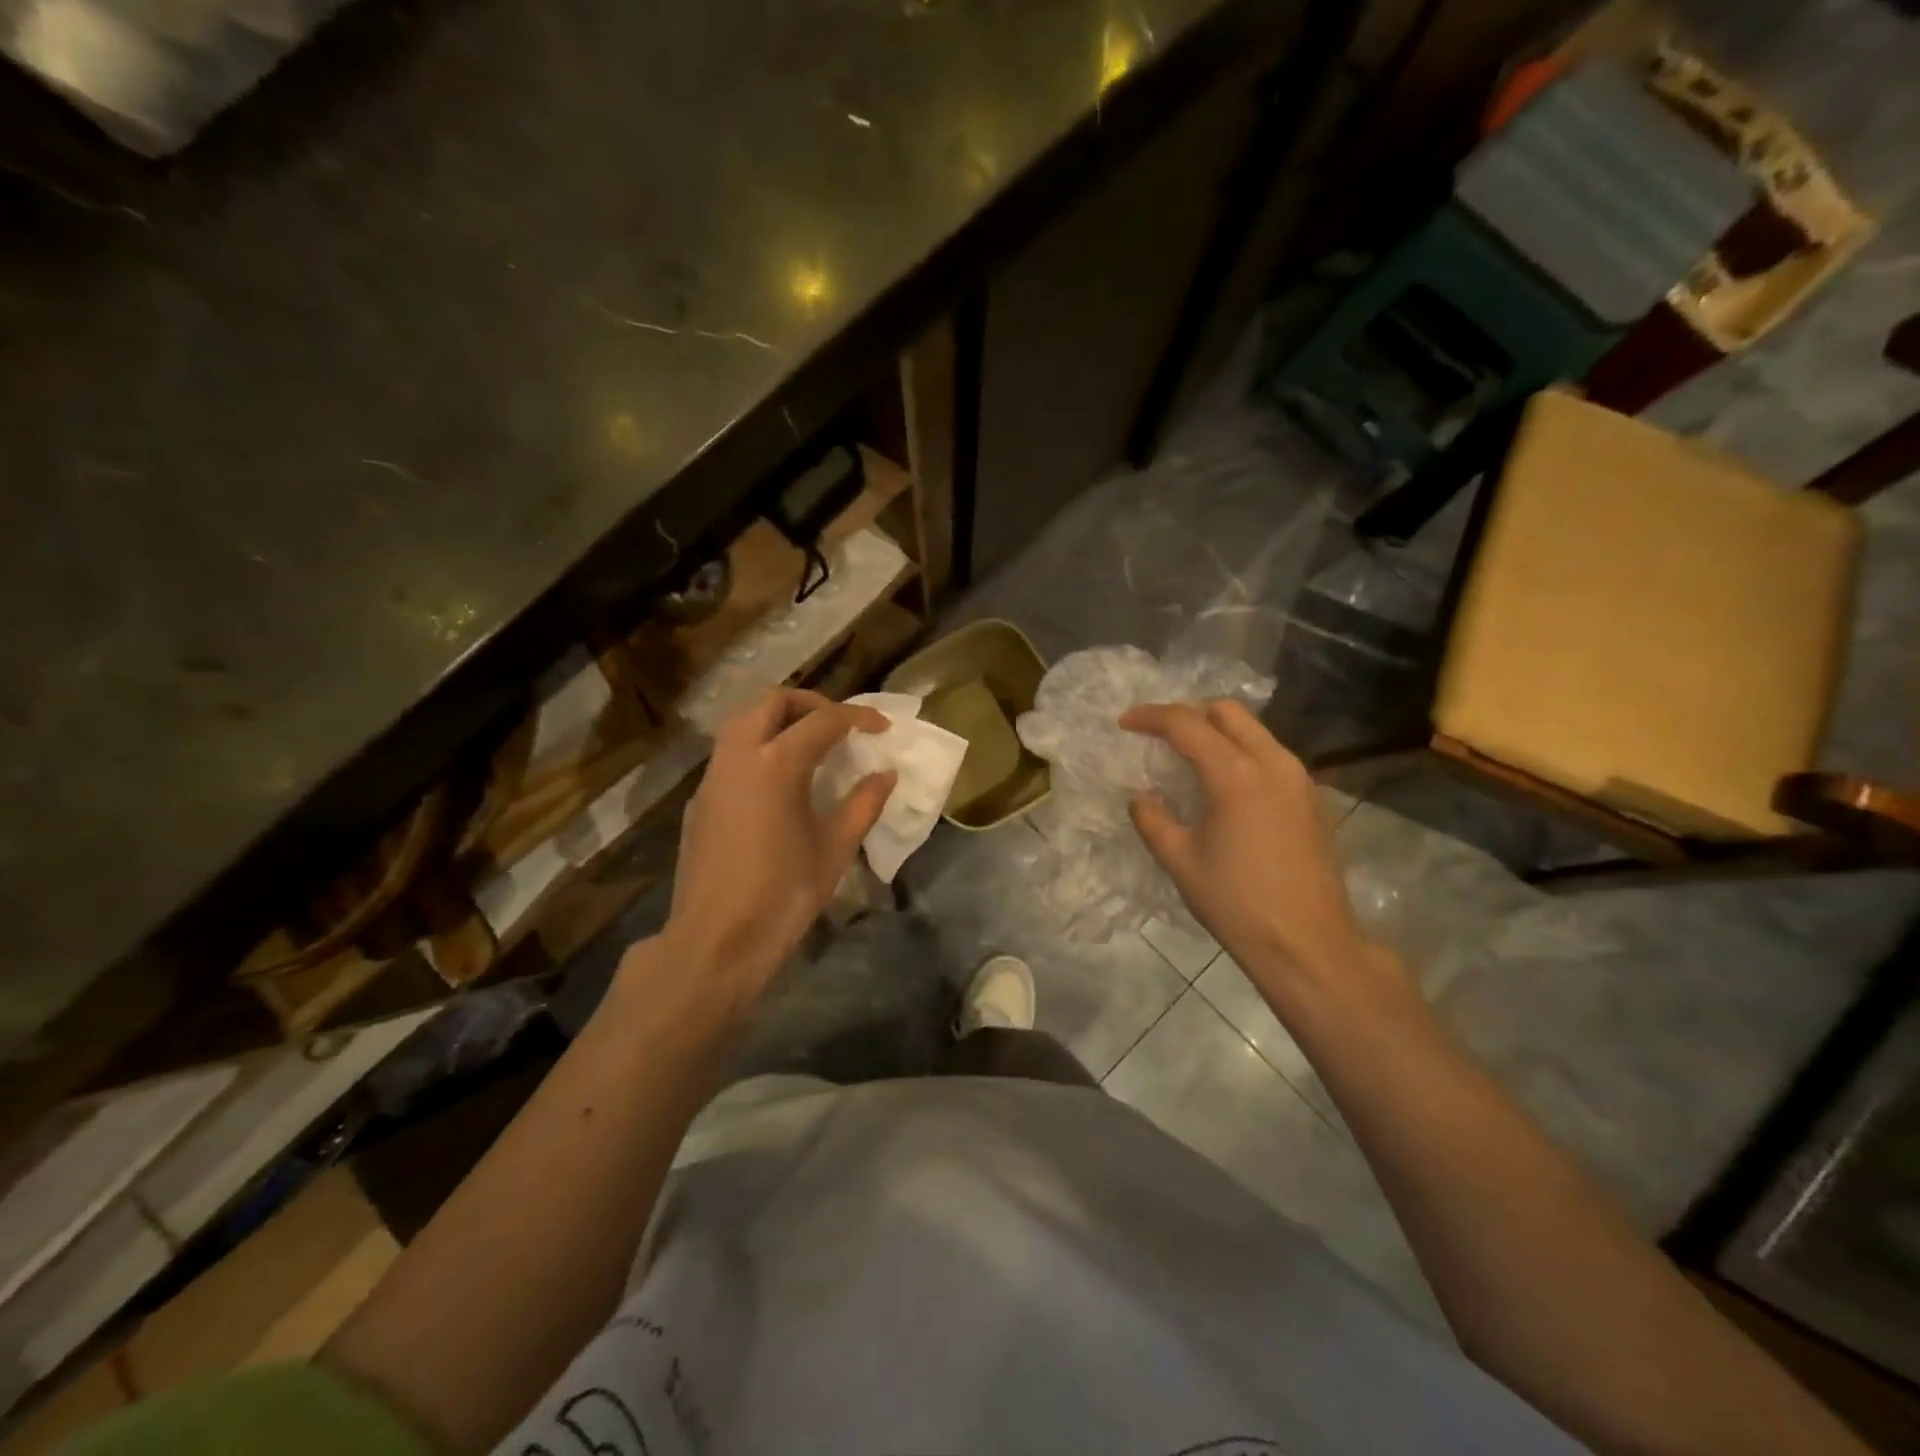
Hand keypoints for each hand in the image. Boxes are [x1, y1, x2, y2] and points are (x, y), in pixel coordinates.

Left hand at [649, 688, 893, 1018]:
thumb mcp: (835, 848)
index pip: (824, 720)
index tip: (883, 727)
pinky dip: (758, 747)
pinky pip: (730, 753)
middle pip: (772, 701)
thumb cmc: (783, 895)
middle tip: (840, 726)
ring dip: (779, 721)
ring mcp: (712, 777)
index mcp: (776, 763)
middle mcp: (738, 756)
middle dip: (811, 703)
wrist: (715, 941)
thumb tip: (886, 774)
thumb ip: (864, 803)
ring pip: (743, 722)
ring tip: (812, 747)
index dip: (858, 717)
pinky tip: (779, 783)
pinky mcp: (700, 800)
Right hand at [1121, 700, 1399, 1008]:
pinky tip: (1224, 783)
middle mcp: (1272, 763)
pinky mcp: (1311, 797)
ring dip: (1218, 731)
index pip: (1186, 723)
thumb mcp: (1180, 861)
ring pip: (1254, 730)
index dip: (1150, 717)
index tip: (1125, 723)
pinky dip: (1241, 752)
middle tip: (1159, 735)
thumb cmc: (1237, 903)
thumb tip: (1141, 797)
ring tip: (1188, 755)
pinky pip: (1271, 754)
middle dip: (1188, 713)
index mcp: (1235, 774)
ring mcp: (1298, 778)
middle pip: (1227, 712)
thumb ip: (1152, 819)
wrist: (1308, 944)